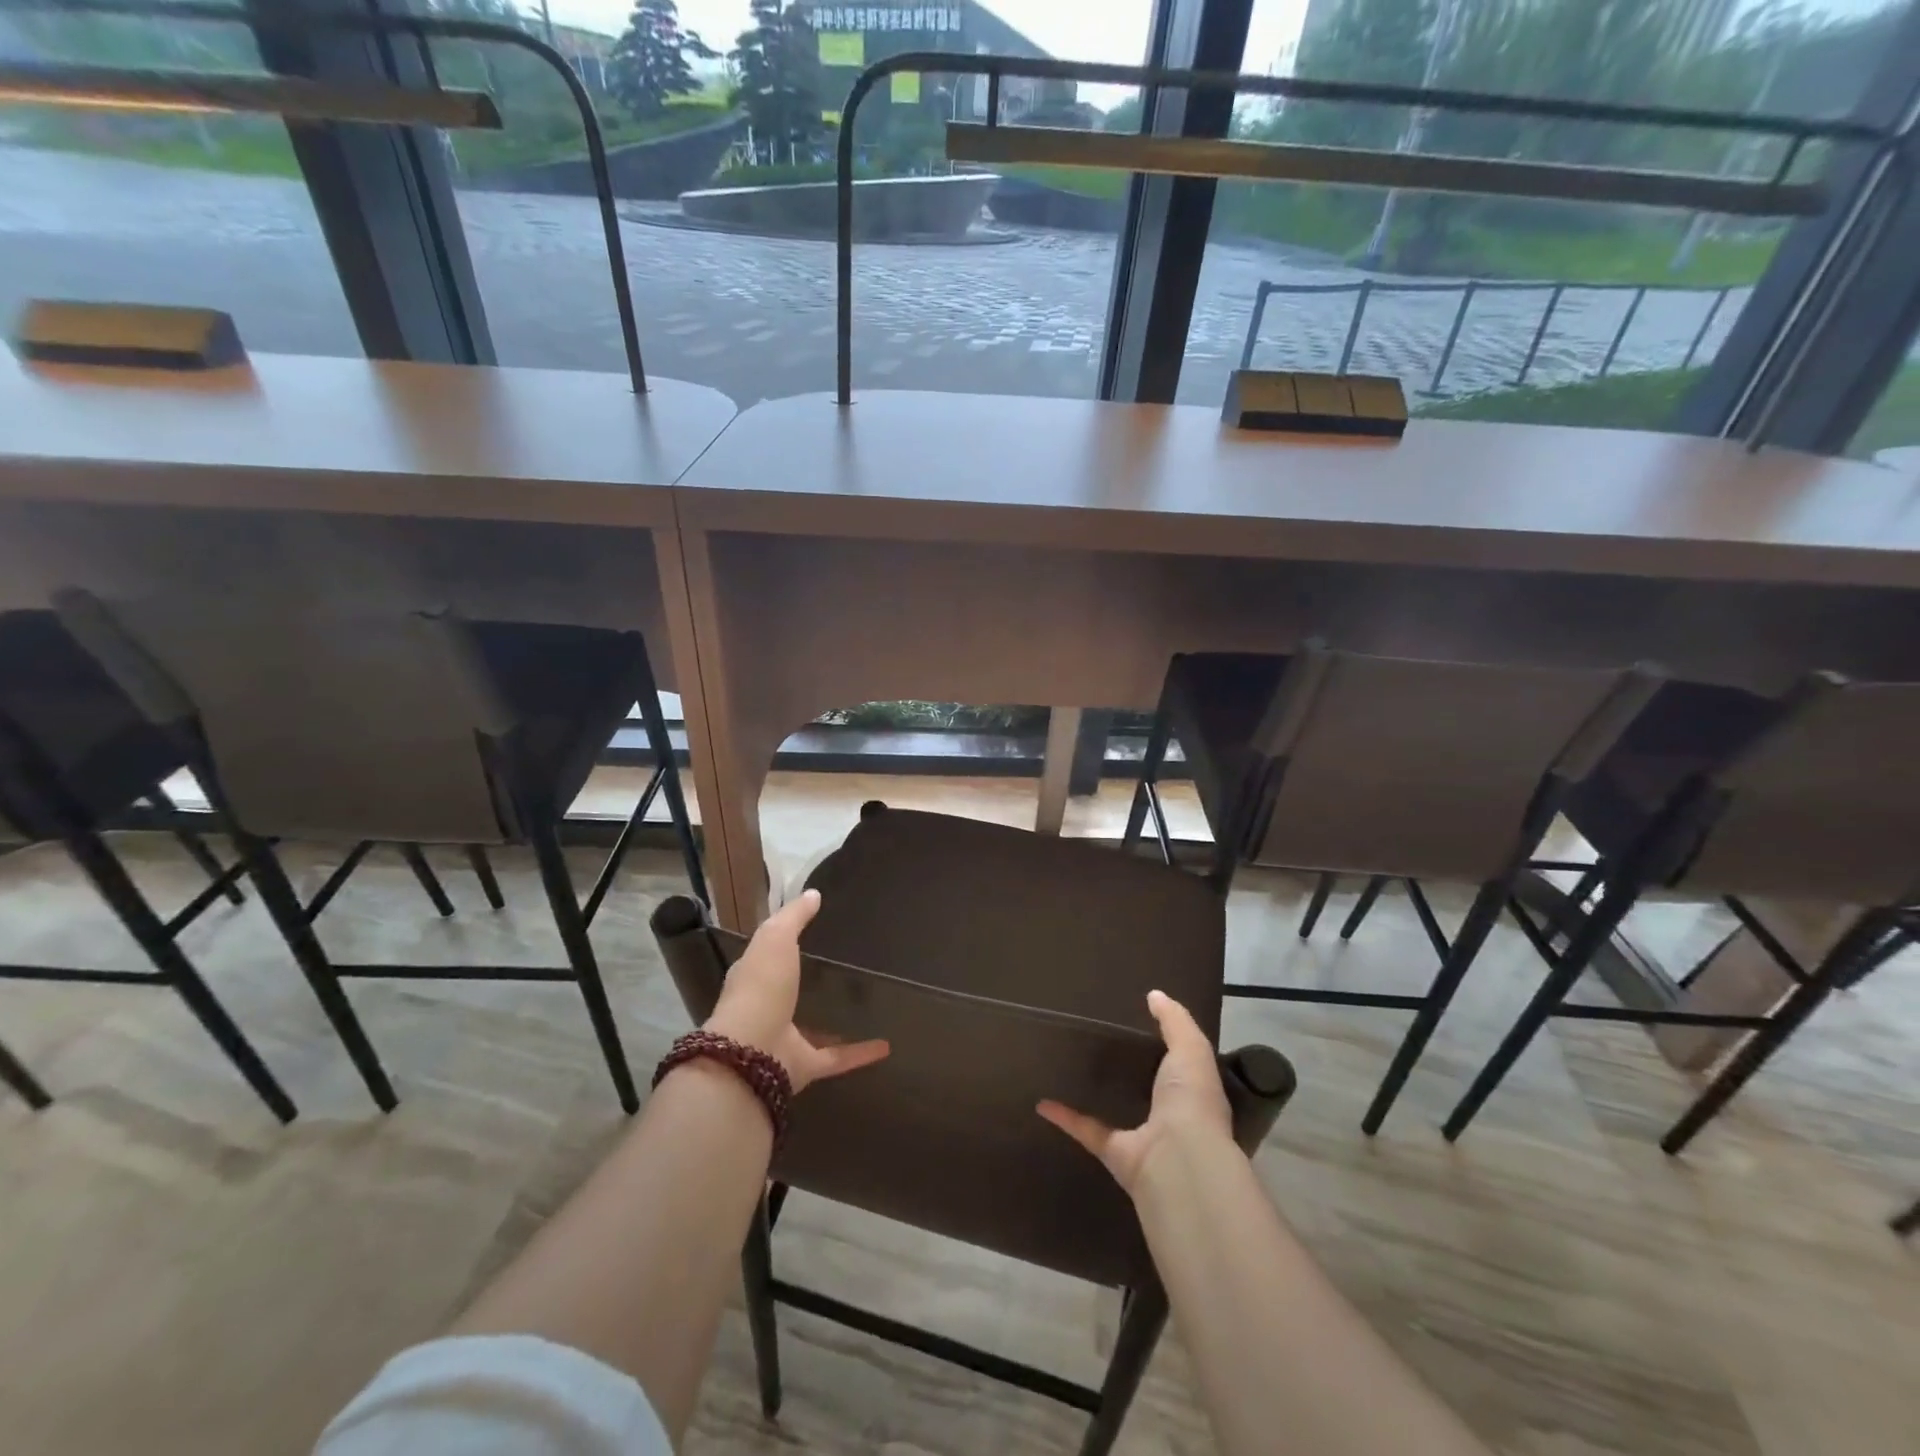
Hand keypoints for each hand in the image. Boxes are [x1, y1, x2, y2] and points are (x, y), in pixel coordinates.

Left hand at [703, 888, 889, 1092]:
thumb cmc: (762, 987)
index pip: (767, 956)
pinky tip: (886, 1045)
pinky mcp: (804, 1066)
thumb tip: (813, 894)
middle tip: (840, 969)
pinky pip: (836, 1058)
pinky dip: (859, 1053)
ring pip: (811, 1028)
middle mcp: (767, 1009)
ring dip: (832, 1022)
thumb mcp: (775, 939)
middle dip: (807, 984)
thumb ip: (793, 917)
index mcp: (755, 977)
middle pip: (788, 993)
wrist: (753, 1052)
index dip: (782, 944)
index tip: (808, 933)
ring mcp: (784, 1040)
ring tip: (863, 1007)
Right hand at [1038, 990, 1232, 1192]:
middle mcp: (1172, 1117)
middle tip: (1102, 1043)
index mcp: (1193, 1091)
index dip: (1167, 1047)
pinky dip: (1065, 1119)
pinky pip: (1087, 1131)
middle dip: (1132, 1071)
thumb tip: (1154, 995)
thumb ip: (1175, 1020)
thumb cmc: (1190, 1099)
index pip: (1182, 1065)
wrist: (1178, 1159)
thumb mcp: (1191, 1048)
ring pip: (1118, 1112)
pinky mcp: (1115, 1154)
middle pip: (1150, 1090)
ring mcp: (1143, 1139)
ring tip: (1072, 1070)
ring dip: (1099, 1096)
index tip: (1142, 1025)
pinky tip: (1043, 1101)